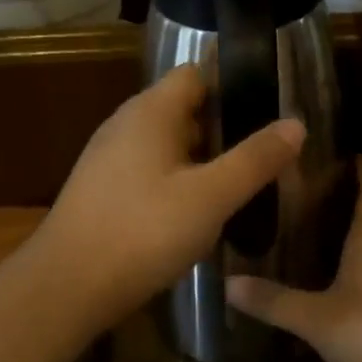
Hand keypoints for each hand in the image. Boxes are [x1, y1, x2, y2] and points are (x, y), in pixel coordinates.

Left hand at [37, 65, 305, 320]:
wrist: (66, 286)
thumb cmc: (143, 231)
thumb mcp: (211, 196)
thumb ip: (254, 159)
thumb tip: (296, 123)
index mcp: (151, 111)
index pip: (196, 75)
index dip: (232, 86)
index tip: (267, 112)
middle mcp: (126, 123)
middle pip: (183, 109)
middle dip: (223, 129)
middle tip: (262, 157)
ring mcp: (109, 157)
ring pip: (167, 144)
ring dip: (201, 159)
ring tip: (237, 187)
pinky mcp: (101, 189)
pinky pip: (149, 170)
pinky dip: (176, 181)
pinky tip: (195, 214)